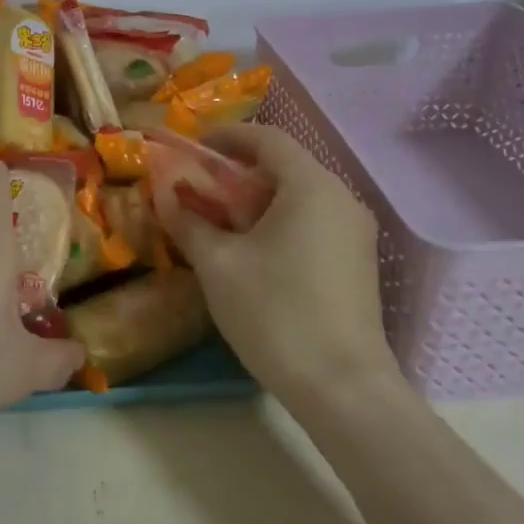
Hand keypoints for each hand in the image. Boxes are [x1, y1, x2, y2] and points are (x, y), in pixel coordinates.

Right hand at [152, 124, 395, 400]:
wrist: (342, 388)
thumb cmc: (274, 313)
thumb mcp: (217, 264)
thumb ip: (188, 221)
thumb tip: (165, 195)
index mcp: (310, 186)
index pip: (266, 138)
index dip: (225, 136)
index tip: (192, 147)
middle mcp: (341, 198)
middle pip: (284, 165)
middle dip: (236, 172)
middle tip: (197, 189)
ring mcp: (355, 231)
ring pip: (298, 196)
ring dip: (256, 200)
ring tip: (219, 222)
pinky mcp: (357, 261)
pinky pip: (313, 221)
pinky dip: (279, 221)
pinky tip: (252, 251)